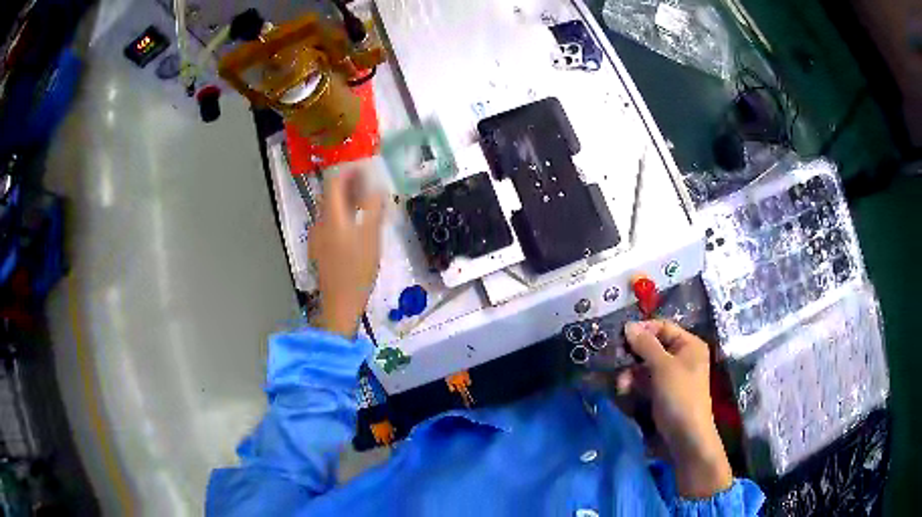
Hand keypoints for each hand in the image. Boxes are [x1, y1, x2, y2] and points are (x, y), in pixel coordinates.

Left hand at [309, 166, 384, 337]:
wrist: (339, 302)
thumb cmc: (357, 269)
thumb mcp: (371, 237)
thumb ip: (373, 209)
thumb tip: (378, 188)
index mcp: (331, 216)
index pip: (333, 183)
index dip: (347, 171)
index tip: (362, 167)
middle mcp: (319, 222)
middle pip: (330, 196)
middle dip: (347, 186)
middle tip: (367, 184)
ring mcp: (317, 237)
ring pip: (330, 210)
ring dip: (345, 201)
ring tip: (364, 203)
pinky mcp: (320, 249)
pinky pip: (330, 224)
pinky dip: (342, 216)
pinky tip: (355, 226)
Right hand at [622, 320, 732, 498]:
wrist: (685, 437)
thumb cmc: (679, 395)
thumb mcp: (662, 366)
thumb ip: (645, 344)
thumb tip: (628, 325)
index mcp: (689, 345)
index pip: (663, 327)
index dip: (642, 330)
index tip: (620, 336)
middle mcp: (681, 357)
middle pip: (652, 347)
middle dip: (633, 356)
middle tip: (616, 361)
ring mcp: (671, 377)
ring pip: (645, 366)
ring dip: (630, 373)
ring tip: (621, 385)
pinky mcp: (661, 394)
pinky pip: (644, 382)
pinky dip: (634, 385)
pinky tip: (624, 392)